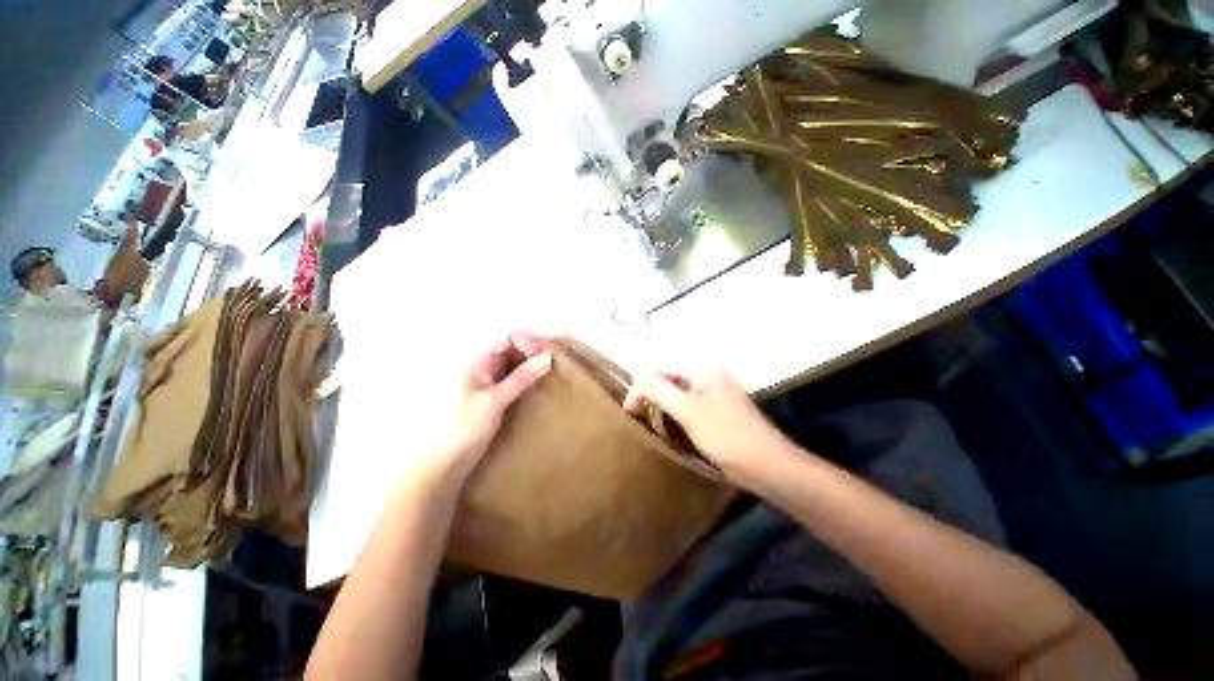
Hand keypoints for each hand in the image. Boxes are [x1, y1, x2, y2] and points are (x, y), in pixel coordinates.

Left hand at [415, 331, 551, 484]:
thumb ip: (521, 378)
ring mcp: (488, 382)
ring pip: (515, 364)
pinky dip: (528, 379)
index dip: (530, 341)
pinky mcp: (493, 397)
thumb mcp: (494, 402)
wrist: (440, 467)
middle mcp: (483, 367)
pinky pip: (514, 380)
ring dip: (533, 365)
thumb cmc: (461, 431)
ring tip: (554, 373)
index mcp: (477, 361)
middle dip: (535, 351)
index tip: (550, 353)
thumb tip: (548, 357)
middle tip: (558, 362)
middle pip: (513, 348)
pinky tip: (541, 387)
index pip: (508, 337)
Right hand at [624, 368, 792, 485]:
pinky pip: (690, 406)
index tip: (630, 410)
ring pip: (679, 393)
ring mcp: (715, 393)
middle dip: (651, 394)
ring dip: (663, 405)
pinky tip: (672, 428)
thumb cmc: (725, 434)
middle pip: (670, 378)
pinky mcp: (719, 411)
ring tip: (652, 423)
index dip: (641, 385)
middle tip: (638, 416)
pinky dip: (677, 414)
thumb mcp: (686, 410)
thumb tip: (636, 374)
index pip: (661, 368)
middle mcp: (709, 375)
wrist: (768, 465)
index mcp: (703, 369)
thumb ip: (658, 389)